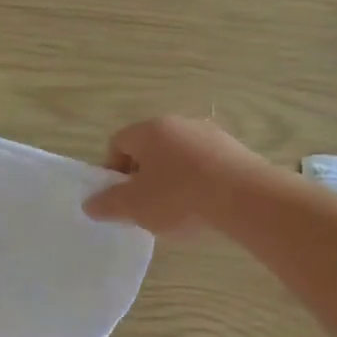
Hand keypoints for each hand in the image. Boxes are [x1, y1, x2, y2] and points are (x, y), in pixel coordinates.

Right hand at [83, 117, 262, 234]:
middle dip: (142, 178)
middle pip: (149, 150)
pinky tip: (203, 208)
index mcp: (150, 130)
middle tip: (144, 207)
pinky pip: (205, 167)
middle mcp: (180, 124)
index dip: (112, 172)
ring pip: (178, 158)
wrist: (246, 199)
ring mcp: (212, 136)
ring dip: (170, 181)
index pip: (118, 143)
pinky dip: (197, 184)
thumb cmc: (179, 197)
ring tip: (176, 212)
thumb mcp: (134, 207)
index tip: (119, 198)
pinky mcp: (237, 152)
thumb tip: (90, 204)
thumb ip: (107, 204)